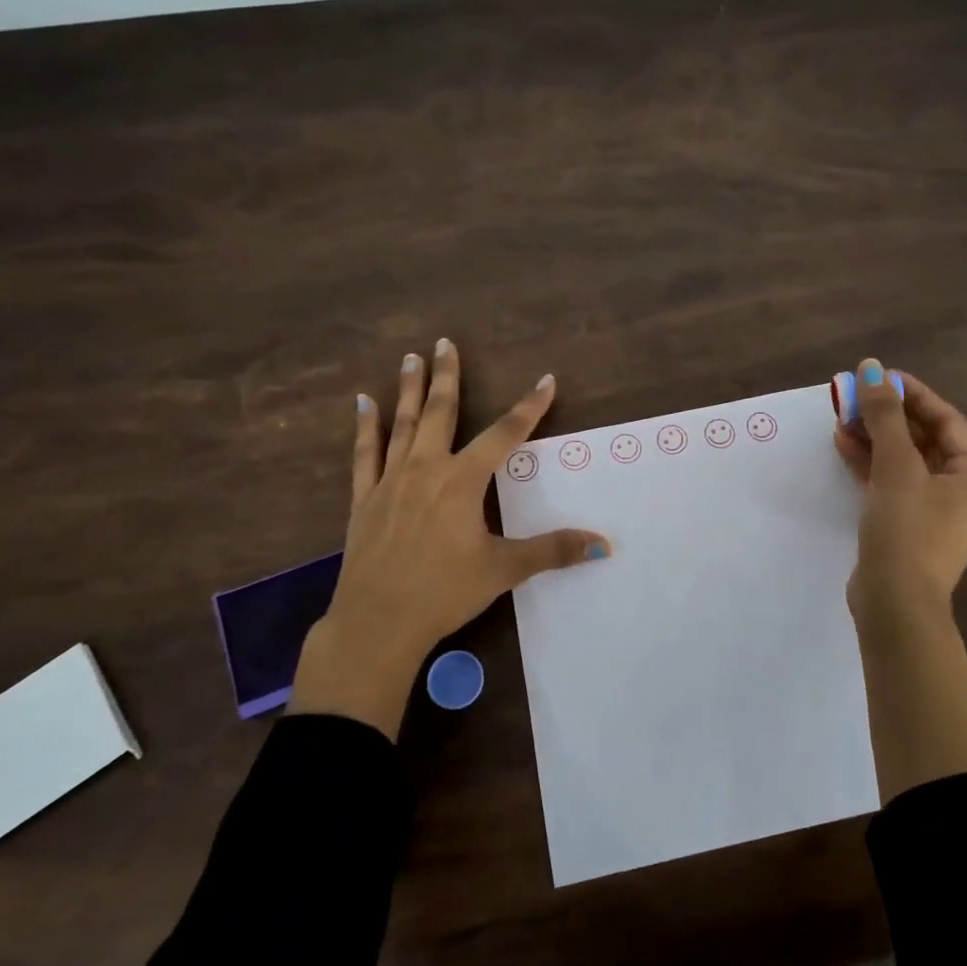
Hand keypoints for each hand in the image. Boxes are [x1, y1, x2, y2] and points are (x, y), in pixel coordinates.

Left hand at [288, 339, 610, 735]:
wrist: (377, 622)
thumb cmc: (444, 593)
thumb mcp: (503, 570)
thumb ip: (552, 551)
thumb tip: (603, 545)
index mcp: (463, 481)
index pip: (504, 435)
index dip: (529, 407)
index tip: (545, 381)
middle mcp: (427, 469)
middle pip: (441, 413)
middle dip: (448, 376)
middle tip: (446, 343)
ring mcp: (392, 481)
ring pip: (403, 424)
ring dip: (409, 389)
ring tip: (412, 357)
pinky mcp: (365, 498)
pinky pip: (366, 453)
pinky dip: (366, 426)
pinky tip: (364, 402)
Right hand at [835, 358, 966, 794]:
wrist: (894, 603)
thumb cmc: (907, 530)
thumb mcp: (896, 466)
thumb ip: (885, 416)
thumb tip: (873, 367)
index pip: (946, 419)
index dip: (911, 394)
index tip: (878, 376)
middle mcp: (965, 488)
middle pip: (924, 437)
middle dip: (887, 416)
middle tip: (852, 395)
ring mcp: (936, 508)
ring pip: (905, 459)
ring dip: (874, 437)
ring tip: (840, 415)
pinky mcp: (909, 522)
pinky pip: (893, 481)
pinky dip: (871, 462)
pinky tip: (843, 443)